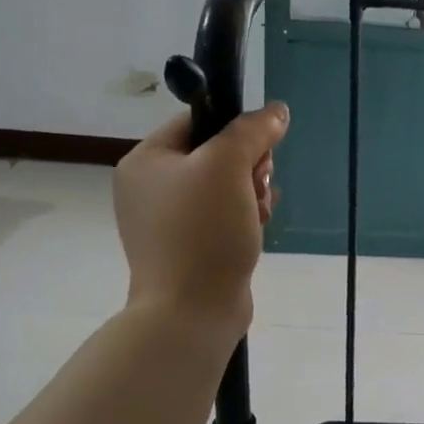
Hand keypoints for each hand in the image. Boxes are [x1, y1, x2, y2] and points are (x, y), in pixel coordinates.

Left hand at [113, 102, 289, 349]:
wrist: (191, 312)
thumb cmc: (203, 231)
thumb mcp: (228, 166)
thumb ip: (252, 130)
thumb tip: (276, 111)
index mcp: (146, 161)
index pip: (198, 121)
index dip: (236, 129)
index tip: (258, 150)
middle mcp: (151, 187)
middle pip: (216, 153)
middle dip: (248, 166)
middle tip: (256, 185)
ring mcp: (169, 220)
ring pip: (226, 185)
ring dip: (252, 193)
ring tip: (257, 213)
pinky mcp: (189, 246)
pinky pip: (224, 215)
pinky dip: (245, 217)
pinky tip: (256, 228)